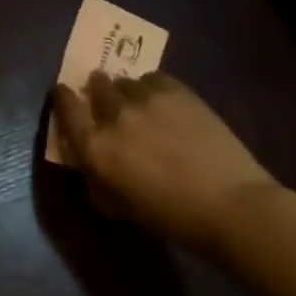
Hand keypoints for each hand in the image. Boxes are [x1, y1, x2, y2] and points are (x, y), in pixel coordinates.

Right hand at [50, 70, 276, 251]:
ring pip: (125, 81)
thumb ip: (98, 179)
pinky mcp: (176, 91)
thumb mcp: (121, 206)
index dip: (63, 97)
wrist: (233, 207)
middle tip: (106, 98)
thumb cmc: (173, 218)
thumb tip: (90, 164)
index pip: (65, 108)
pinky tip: (162, 100)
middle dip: (98, 89)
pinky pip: (153, 78)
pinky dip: (152, 86)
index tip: (64, 93)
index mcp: (95, 147)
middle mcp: (113, 117)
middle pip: (96, 86)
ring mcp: (145, 100)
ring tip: (139, 101)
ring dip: (126, 90)